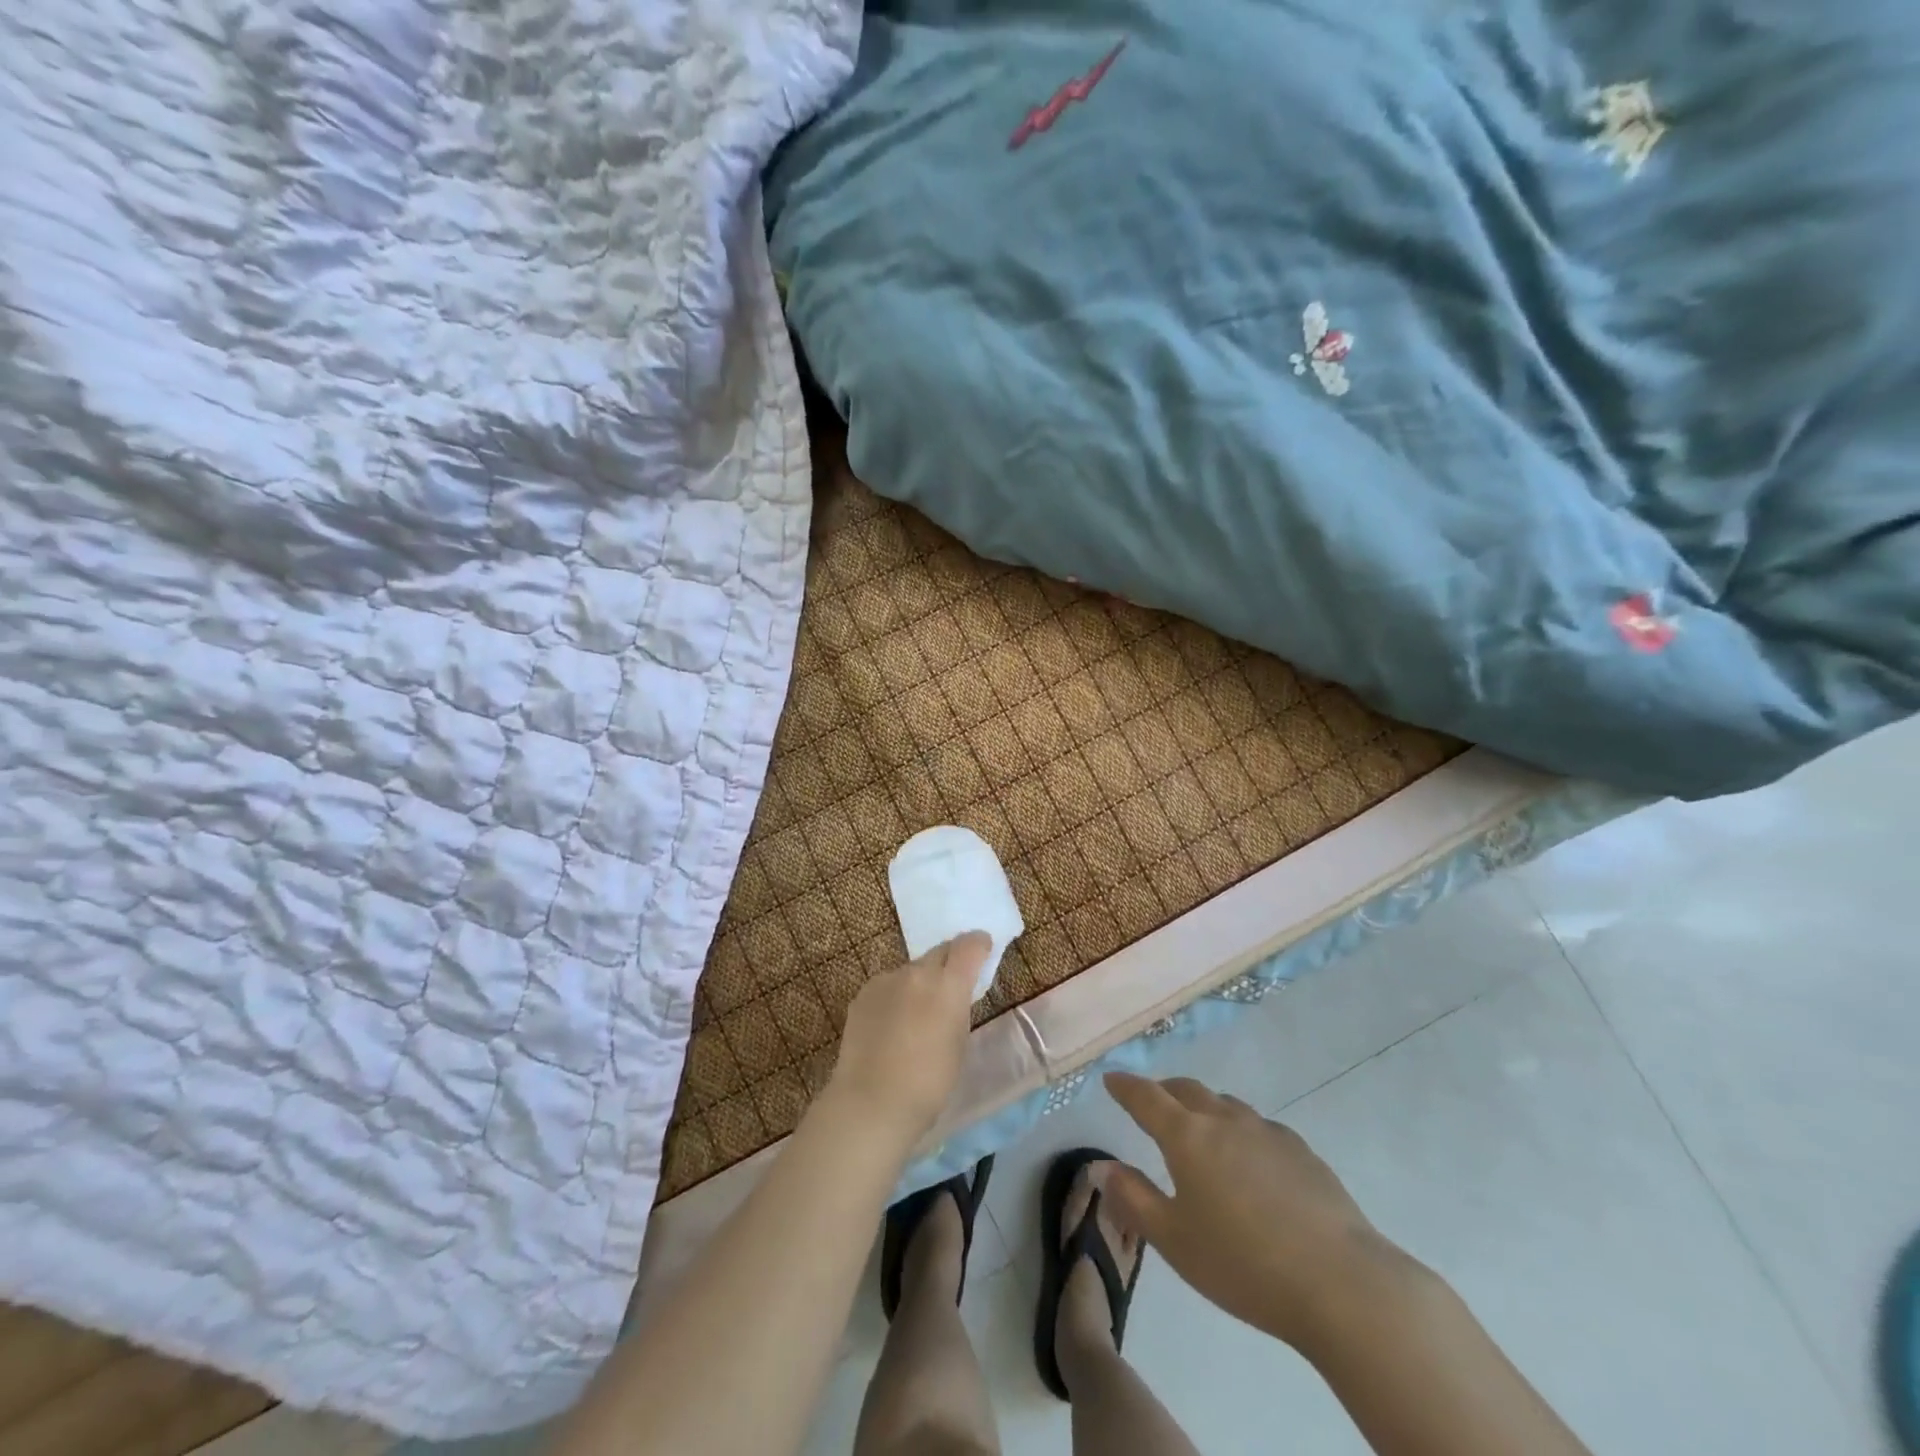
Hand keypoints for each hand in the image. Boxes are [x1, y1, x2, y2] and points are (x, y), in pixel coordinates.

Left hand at [824, 932, 988, 1152]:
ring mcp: (886, 980)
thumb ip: (958, 1009)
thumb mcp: (959, 1043)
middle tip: (951, 984)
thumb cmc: (929, 1083)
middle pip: (939, 952)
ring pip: (911, 971)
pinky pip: (887, 986)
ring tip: (915, 1014)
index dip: (979, 944)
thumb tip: (953, 997)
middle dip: (950, 962)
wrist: (872, 1102)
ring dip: (919, 983)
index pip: (969, 946)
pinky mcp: (863, 993)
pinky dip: (895, 996)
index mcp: (948, 984)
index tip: (983, 949)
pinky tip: (890, 1025)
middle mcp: (917, 972)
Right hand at [1102, 1072, 1410, 1351]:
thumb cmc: (1243, 1264)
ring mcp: (1267, 1132)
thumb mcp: (1174, 1241)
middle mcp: (1224, 1120)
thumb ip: (1133, 1198)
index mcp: (1187, 1136)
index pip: (1146, 1097)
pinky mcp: (1302, 1151)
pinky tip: (1248, 1159)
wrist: (1341, 1283)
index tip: (1111, 1079)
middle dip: (1163, 1090)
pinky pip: (1258, 1126)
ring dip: (1203, 1107)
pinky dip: (1239, 1129)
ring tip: (1198, 1128)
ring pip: (1224, 1104)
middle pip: (1187, 1090)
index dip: (1125, 1086)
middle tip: (1150, 1102)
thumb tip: (1102, 1166)